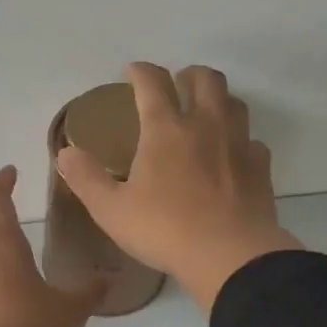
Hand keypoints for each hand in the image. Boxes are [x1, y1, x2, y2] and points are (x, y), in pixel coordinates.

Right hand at [54, 63, 301, 310]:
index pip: (152, 82)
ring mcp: (238, 144)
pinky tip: (232, 156)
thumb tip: (65, 153)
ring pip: (234, 102)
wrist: (230, 256)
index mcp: (165, 129)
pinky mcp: (261, 167)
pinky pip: (253, 141)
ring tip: (206, 114)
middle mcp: (206, 125)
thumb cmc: (165, 230)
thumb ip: (86, 178)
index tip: (132, 72)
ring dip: (218, 99)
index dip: (140, 71)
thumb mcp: (112, 210)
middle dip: (189, 74)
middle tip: (177, 85)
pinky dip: (241, 141)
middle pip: (205, 79)